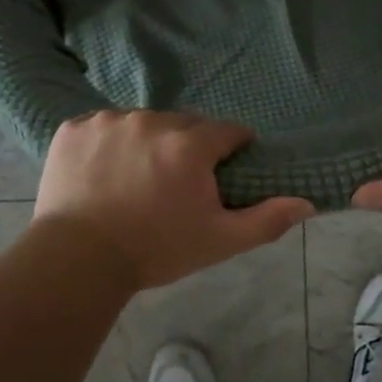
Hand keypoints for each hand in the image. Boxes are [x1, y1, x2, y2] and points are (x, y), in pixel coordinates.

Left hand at [33, 110, 314, 291]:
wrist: (77, 260)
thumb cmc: (155, 250)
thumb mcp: (218, 240)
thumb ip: (266, 219)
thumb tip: (307, 203)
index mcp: (189, 145)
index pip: (226, 131)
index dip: (231, 149)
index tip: (223, 169)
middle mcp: (151, 121)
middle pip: (183, 125)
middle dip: (187, 148)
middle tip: (176, 184)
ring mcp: (108, 121)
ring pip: (142, 124)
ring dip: (146, 143)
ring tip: (135, 179)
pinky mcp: (74, 128)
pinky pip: (102, 127)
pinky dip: (106, 144)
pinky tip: (102, 173)